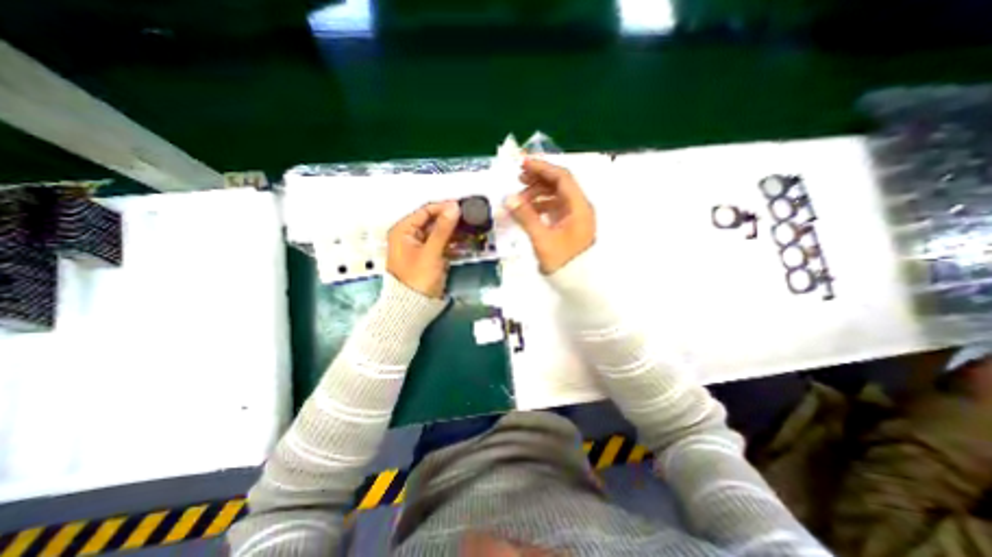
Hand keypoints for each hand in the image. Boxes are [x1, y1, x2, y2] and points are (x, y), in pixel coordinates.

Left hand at [389, 200, 463, 298]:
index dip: (444, 207)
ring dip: (454, 231)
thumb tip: (454, 207)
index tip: (462, 206)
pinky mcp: (429, 256)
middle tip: (469, 217)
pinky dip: (452, 242)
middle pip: (433, 221)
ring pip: (439, 233)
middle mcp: (410, 235)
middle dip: (451, 220)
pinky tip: (465, 241)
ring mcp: (420, 247)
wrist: (414, 306)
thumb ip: (443, 229)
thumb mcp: (431, 252)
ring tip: (471, 229)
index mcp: (403, 230)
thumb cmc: (417, 278)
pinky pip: (442, 244)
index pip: (425, 211)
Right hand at [506, 158, 592, 271]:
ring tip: (519, 198)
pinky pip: (554, 208)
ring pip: (556, 196)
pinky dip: (541, 206)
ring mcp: (575, 217)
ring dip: (538, 193)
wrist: (578, 283)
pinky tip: (528, 210)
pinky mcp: (569, 225)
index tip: (523, 164)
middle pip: (560, 185)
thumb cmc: (563, 262)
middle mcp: (580, 207)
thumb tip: (509, 198)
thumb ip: (526, 217)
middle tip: (518, 179)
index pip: (562, 178)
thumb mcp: (542, 239)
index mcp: (579, 207)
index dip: (542, 167)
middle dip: (539, 179)